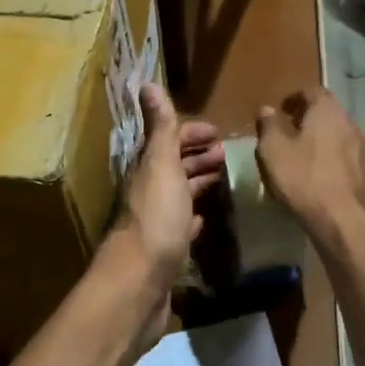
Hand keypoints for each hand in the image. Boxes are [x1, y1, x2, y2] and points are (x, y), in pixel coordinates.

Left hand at [105, 84, 223, 297]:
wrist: (139, 282)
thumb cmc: (156, 218)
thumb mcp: (160, 165)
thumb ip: (159, 127)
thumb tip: (146, 83)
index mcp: (148, 170)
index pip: (168, 141)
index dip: (190, 134)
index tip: (218, 133)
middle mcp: (148, 192)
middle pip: (173, 167)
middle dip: (196, 156)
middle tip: (225, 154)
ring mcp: (156, 222)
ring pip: (178, 194)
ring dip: (197, 182)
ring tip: (222, 178)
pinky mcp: (165, 250)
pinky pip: (180, 226)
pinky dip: (193, 216)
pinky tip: (203, 218)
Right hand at [256, 88, 364, 234]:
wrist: (346, 222)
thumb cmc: (305, 179)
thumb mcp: (274, 150)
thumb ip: (269, 125)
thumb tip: (268, 109)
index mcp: (328, 110)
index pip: (312, 91)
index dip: (295, 98)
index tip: (281, 110)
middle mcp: (352, 122)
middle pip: (329, 112)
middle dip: (311, 119)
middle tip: (292, 132)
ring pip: (343, 135)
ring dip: (328, 139)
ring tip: (310, 154)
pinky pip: (352, 158)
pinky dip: (340, 159)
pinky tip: (331, 173)